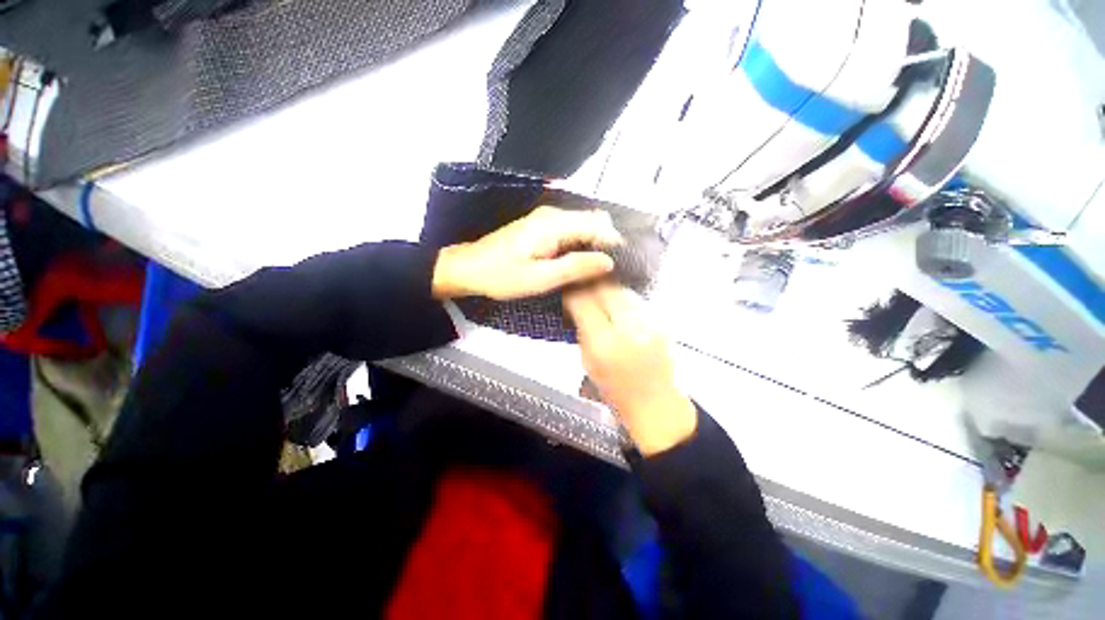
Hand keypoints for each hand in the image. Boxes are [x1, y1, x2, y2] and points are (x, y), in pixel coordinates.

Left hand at [432, 206, 623, 300]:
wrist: (469, 268)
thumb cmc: (502, 276)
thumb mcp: (540, 278)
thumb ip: (575, 267)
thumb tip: (609, 261)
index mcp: (554, 224)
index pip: (599, 225)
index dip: (614, 244)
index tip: (622, 267)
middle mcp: (554, 215)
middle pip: (595, 221)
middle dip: (608, 243)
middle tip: (611, 271)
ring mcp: (548, 219)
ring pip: (585, 225)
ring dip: (597, 245)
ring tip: (601, 270)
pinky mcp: (543, 227)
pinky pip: (573, 231)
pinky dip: (584, 245)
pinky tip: (583, 263)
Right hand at [564, 283, 696, 455]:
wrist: (654, 401)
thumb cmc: (614, 388)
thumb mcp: (587, 360)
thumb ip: (580, 327)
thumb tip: (574, 299)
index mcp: (604, 344)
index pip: (584, 302)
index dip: (573, 290)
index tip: (567, 286)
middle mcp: (629, 329)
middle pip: (605, 288)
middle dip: (590, 283)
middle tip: (581, 283)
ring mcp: (649, 323)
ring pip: (622, 289)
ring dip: (606, 287)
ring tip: (597, 292)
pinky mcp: (661, 320)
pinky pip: (635, 299)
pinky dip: (622, 297)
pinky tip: (616, 304)